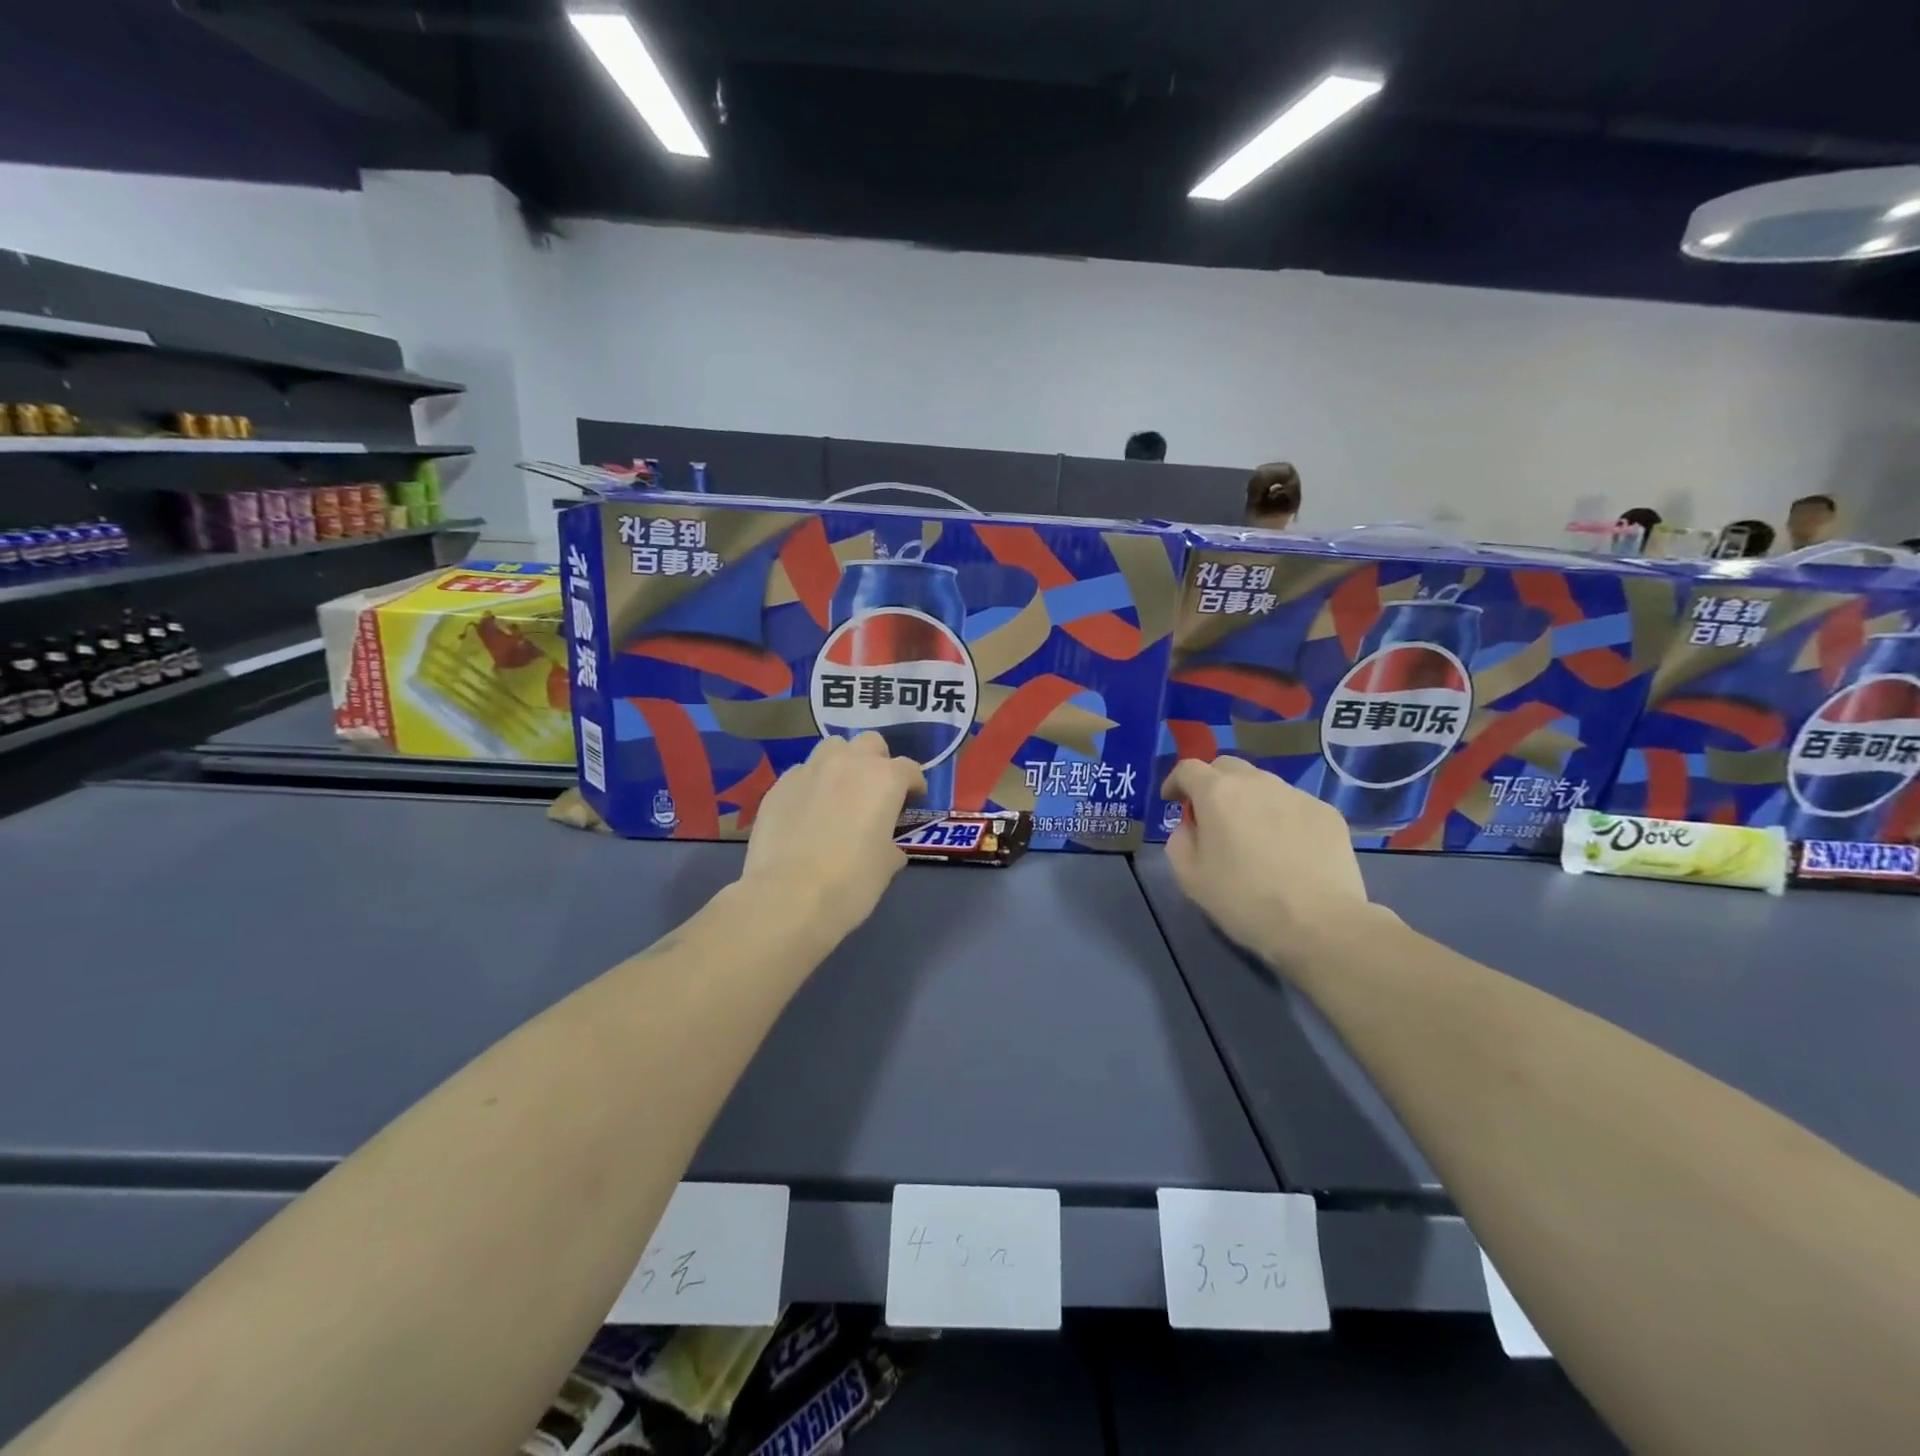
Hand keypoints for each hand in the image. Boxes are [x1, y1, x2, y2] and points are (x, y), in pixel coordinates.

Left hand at [742, 733, 925, 943]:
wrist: (787, 897)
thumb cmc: (850, 883)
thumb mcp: (886, 867)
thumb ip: (891, 846)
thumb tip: (887, 847)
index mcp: (884, 779)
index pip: (910, 769)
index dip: (914, 785)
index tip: (913, 801)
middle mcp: (848, 763)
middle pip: (870, 743)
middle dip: (877, 761)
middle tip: (875, 792)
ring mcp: (809, 770)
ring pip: (832, 748)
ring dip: (842, 763)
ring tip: (839, 792)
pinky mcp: (779, 785)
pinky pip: (802, 773)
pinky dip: (810, 785)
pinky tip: (807, 811)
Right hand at [1161, 757, 1370, 969]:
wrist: (1320, 924)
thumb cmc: (1244, 900)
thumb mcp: (1189, 878)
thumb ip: (1180, 841)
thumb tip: (1191, 828)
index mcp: (1218, 793)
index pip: (1188, 768)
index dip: (1175, 781)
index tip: (1171, 801)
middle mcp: (1257, 782)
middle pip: (1227, 766)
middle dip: (1212, 783)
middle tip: (1210, 814)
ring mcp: (1297, 795)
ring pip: (1263, 785)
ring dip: (1249, 800)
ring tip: (1252, 834)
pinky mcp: (1328, 813)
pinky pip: (1294, 805)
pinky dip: (1281, 817)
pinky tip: (1287, 849)